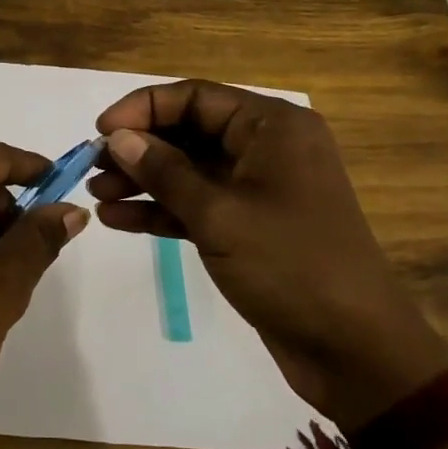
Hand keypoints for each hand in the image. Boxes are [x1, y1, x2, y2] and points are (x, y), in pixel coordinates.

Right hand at [90, 81, 447, 426]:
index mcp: (272, 127)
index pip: (196, 97)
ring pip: (190, 170)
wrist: (355, 351)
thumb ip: (164, 171)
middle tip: (93, 167)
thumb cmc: (290, 265)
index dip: (144, 108)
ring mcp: (259, 189)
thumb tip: (118, 137)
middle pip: (190, 132)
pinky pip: (198, 205)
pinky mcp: (250, 227)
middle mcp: (266, 148)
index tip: (101, 130)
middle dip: (140, 148)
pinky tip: (118, 219)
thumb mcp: (219, 214)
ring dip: (144, 181)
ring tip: (96, 195)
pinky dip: (162, 210)